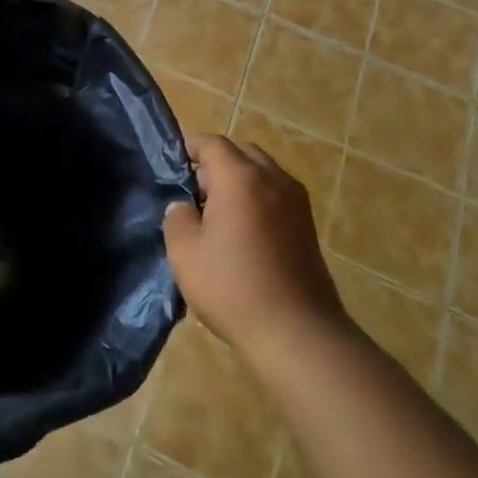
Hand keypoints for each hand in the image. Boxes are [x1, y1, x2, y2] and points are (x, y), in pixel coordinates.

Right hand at [163, 135, 349, 359]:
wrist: (297, 334)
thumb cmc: (232, 286)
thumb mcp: (184, 251)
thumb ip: (177, 217)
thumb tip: (185, 207)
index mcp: (241, 178)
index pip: (212, 143)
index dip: (189, 147)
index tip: (170, 162)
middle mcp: (273, 179)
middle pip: (241, 152)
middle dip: (216, 162)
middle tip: (192, 190)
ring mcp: (296, 203)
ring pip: (262, 173)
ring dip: (238, 181)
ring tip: (216, 213)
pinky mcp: (308, 227)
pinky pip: (275, 195)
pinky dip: (256, 199)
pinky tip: (241, 232)